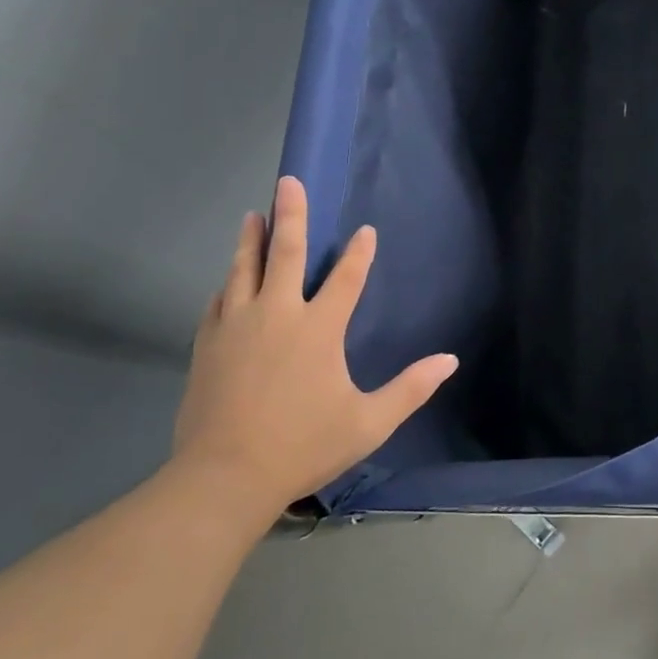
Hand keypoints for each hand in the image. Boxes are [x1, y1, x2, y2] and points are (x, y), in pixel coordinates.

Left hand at [170, 176, 457, 522]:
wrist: (224, 477)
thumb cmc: (304, 446)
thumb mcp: (369, 422)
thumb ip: (411, 388)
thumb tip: (450, 361)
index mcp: (318, 329)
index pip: (345, 278)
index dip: (358, 253)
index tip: (364, 231)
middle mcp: (276, 315)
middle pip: (284, 254)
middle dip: (289, 214)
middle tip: (287, 182)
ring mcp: (236, 328)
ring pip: (243, 271)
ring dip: (251, 240)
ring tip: (252, 215)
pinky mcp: (207, 346)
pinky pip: (219, 302)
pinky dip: (228, 285)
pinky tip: (227, 281)